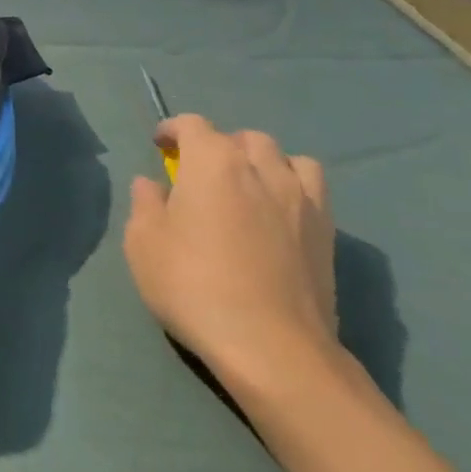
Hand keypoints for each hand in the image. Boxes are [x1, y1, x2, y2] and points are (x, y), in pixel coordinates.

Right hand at [123, 114, 337, 381]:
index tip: (160, 146)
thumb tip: (152, 184)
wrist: (271, 347)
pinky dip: (292, 186)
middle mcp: (260, 167)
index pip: (192, 125)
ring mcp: (300, 198)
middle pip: (241, 138)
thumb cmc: (194, 286)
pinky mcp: (327, 231)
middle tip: (201, 174)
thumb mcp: (143, 243)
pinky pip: (311, 187)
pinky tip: (278, 212)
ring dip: (261, 162)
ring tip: (247, 187)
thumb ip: (144, 203)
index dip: (172, 130)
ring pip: (283, 157)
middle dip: (219, 147)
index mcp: (212, 162)